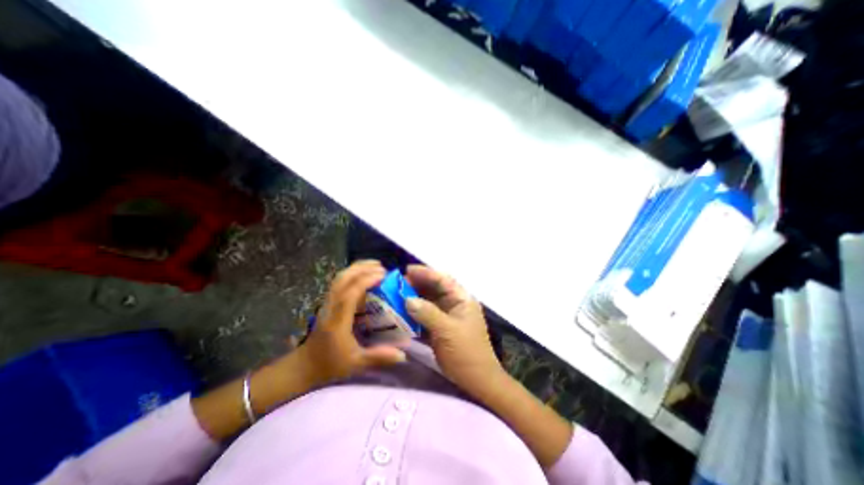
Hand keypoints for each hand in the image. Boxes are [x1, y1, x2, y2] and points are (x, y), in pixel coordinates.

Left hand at [296, 261, 407, 385]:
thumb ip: (378, 357)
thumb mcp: (355, 364)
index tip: (383, 275)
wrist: (304, 365)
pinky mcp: (328, 302)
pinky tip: (364, 275)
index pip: (350, 293)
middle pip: (342, 279)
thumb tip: (403, 355)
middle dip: (362, 268)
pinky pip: (339, 281)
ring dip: (357, 268)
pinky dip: (353, 273)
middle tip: (382, 267)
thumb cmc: (330, 364)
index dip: (366, 280)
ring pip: (339, 277)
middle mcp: (331, 307)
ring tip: (375, 266)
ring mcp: (327, 302)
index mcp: (338, 320)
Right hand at [405, 265, 507, 398]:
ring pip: (429, 302)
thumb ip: (427, 313)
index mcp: (462, 299)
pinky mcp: (440, 328)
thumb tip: (407, 299)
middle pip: (435, 288)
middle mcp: (455, 304)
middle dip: (417, 285)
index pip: (443, 280)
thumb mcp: (447, 330)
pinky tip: (402, 312)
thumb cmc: (465, 352)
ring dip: (414, 299)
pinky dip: (415, 313)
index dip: (426, 273)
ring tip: (397, 296)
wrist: (475, 380)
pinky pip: (426, 315)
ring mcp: (447, 316)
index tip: (407, 270)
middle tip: (398, 284)